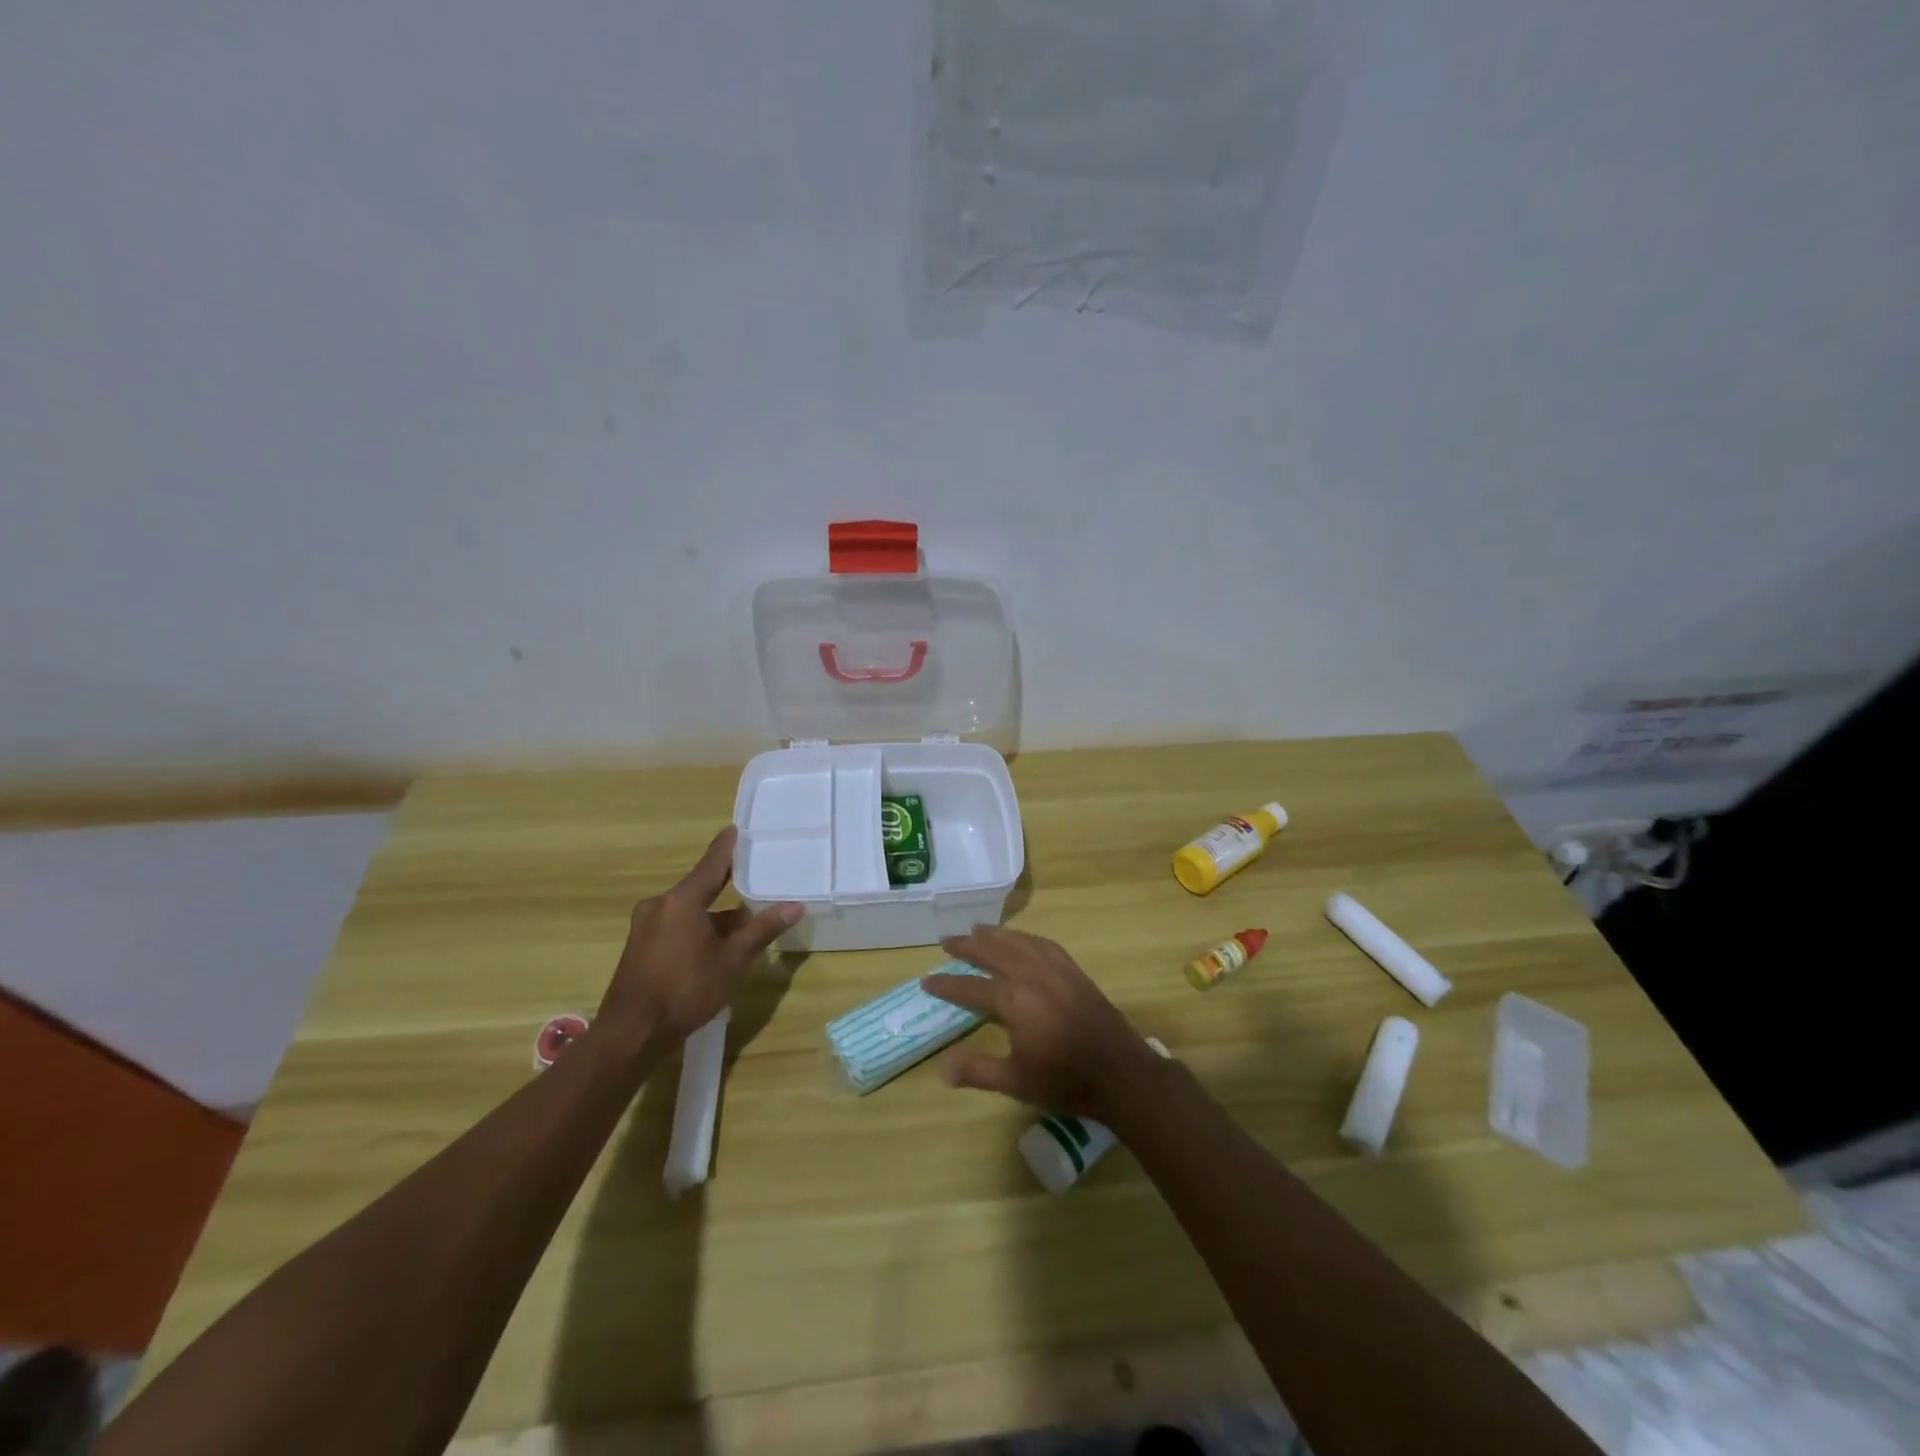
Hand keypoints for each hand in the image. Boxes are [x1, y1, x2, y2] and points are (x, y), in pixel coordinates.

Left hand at [596, 826, 801, 1050]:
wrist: (631, 1033)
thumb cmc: (685, 990)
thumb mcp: (731, 960)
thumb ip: (761, 930)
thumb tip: (794, 906)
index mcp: (681, 900)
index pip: (711, 865)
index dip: (726, 847)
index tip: (736, 829)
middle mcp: (660, 905)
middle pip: (700, 889)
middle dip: (727, 889)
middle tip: (754, 880)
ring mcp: (646, 926)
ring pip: (689, 911)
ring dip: (715, 916)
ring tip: (745, 926)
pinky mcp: (641, 947)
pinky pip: (676, 926)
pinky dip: (698, 929)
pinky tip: (717, 947)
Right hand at [922, 925, 1159, 1120]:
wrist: (1120, 1073)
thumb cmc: (1065, 1081)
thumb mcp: (1016, 1081)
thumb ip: (978, 1071)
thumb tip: (942, 1069)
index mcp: (1014, 1000)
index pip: (971, 987)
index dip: (947, 984)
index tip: (926, 980)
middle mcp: (1031, 975)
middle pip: (993, 951)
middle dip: (968, 945)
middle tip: (947, 940)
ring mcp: (1056, 970)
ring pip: (1019, 942)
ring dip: (995, 934)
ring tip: (977, 929)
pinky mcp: (1074, 971)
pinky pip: (1044, 944)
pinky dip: (1026, 937)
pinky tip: (1021, 940)